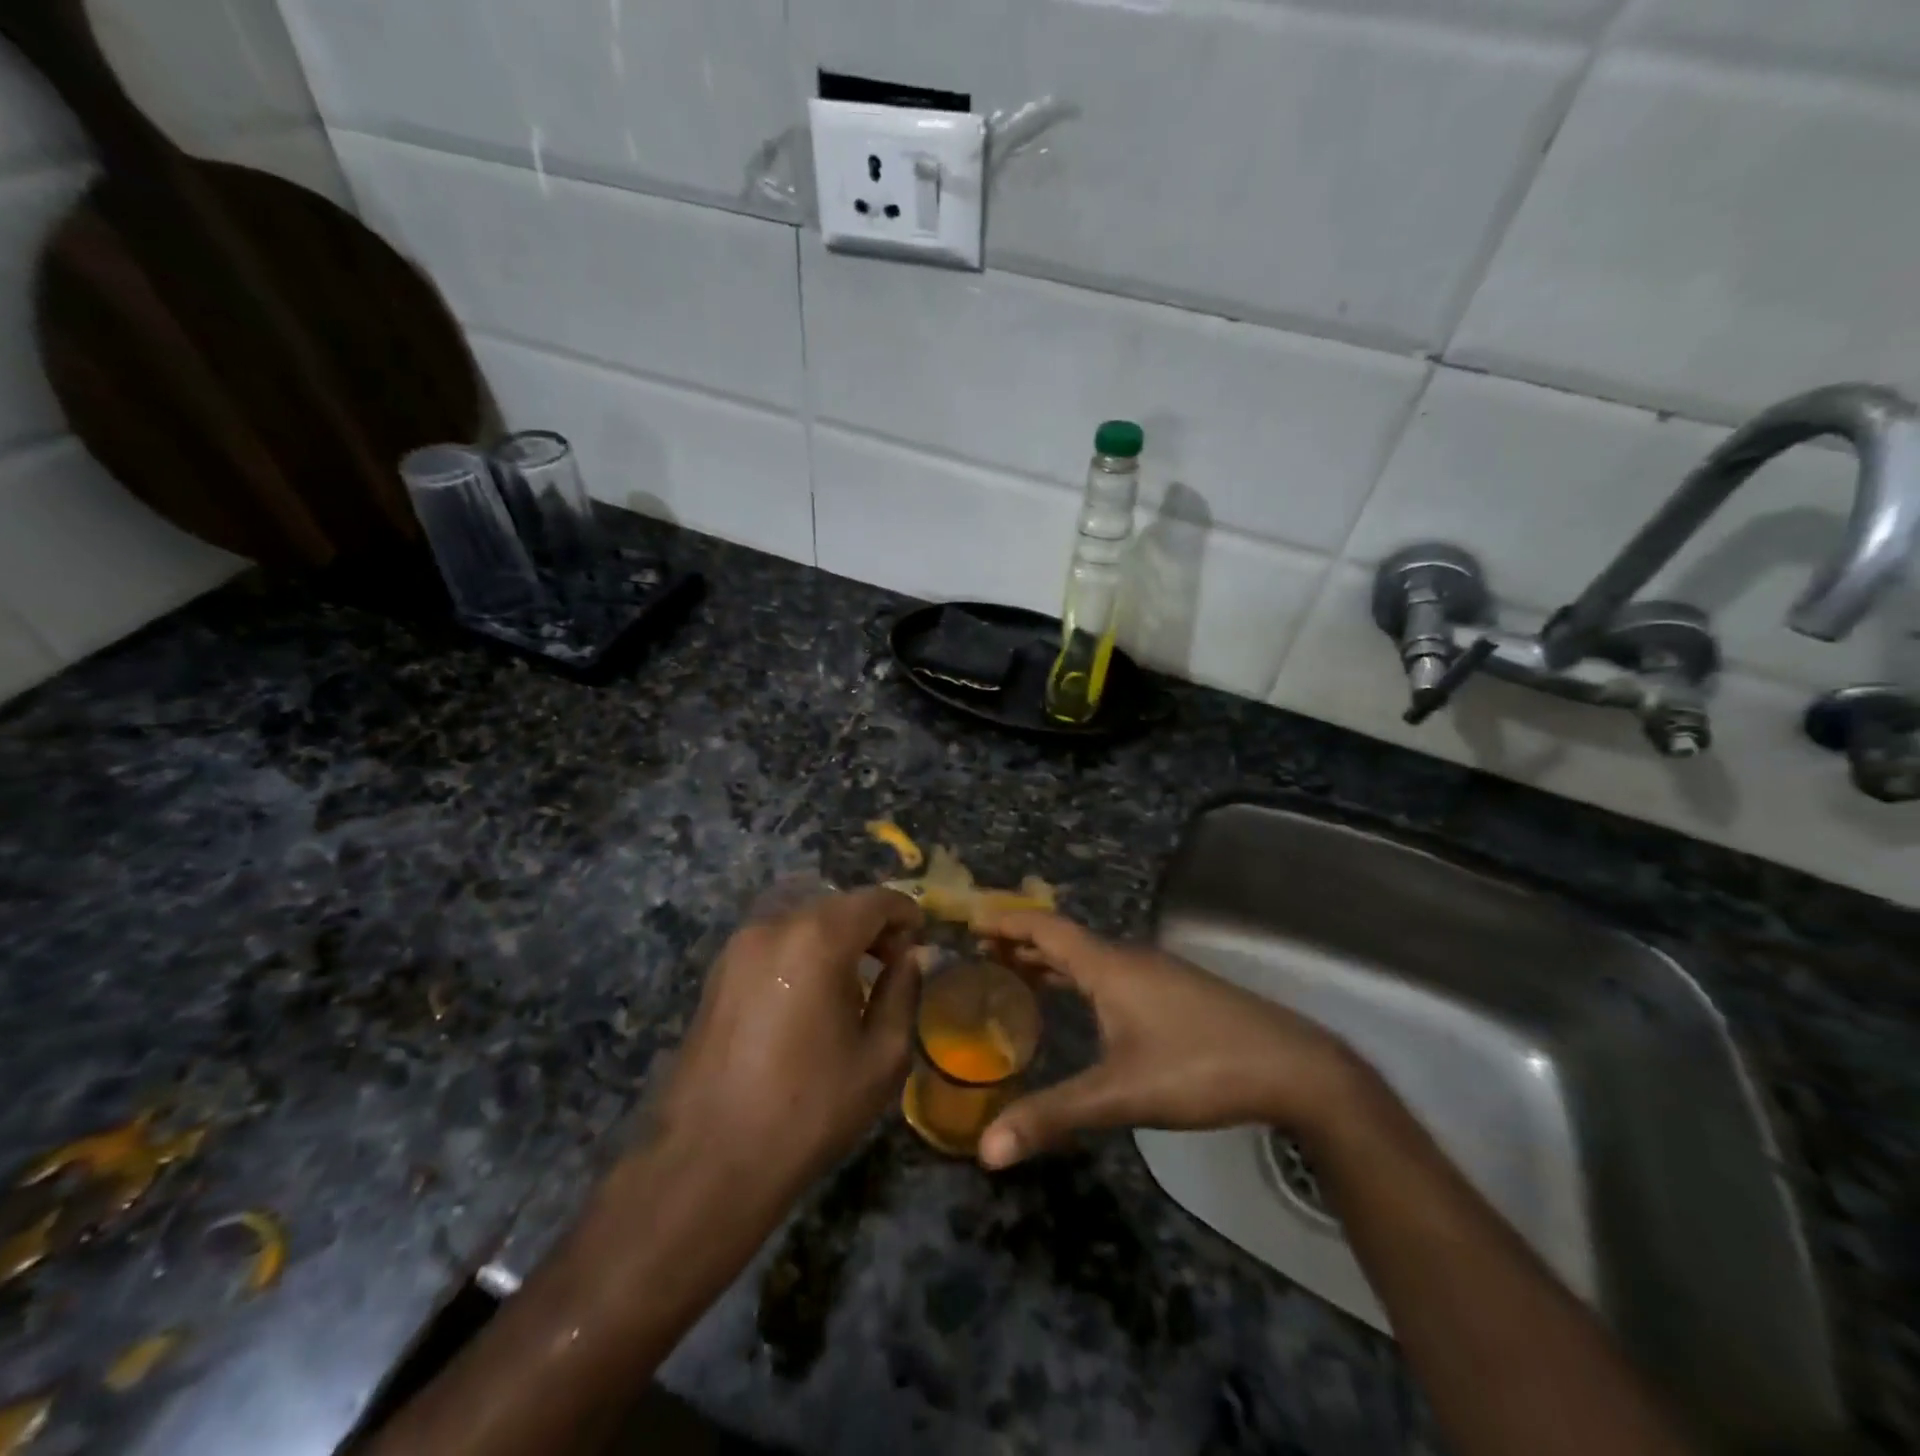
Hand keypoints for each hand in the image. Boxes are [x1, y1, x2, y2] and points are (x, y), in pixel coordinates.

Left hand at [655, 887, 923, 1194]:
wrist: (707, 1162)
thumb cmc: (808, 1110)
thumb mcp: (881, 1057)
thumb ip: (903, 992)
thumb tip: (911, 957)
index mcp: (817, 938)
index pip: (875, 899)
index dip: (906, 913)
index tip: (921, 942)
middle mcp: (774, 926)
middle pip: (837, 904)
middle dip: (872, 924)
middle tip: (894, 963)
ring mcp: (738, 947)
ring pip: (802, 919)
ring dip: (836, 935)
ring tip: (854, 980)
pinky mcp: (717, 973)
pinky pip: (774, 941)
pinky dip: (803, 949)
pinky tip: (812, 994)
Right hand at [973, 911, 1366, 1168]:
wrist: (1292, 1067)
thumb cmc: (1199, 1067)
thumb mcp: (1120, 1095)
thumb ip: (1053, 1115)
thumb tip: (986, 1149)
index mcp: (1108, 966)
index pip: (1044, 927)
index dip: (1005, 922)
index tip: (969, 924)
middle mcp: (1128, 958)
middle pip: (1063, 938)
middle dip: (1020, 943)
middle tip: (980, 957)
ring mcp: (1155, 973)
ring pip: (1089, 957)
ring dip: (1050, 961)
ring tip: (1016, 977)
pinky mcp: (1174, 992)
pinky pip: (1110, 971)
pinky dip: (1078, 977)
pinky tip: (1081, 1006)